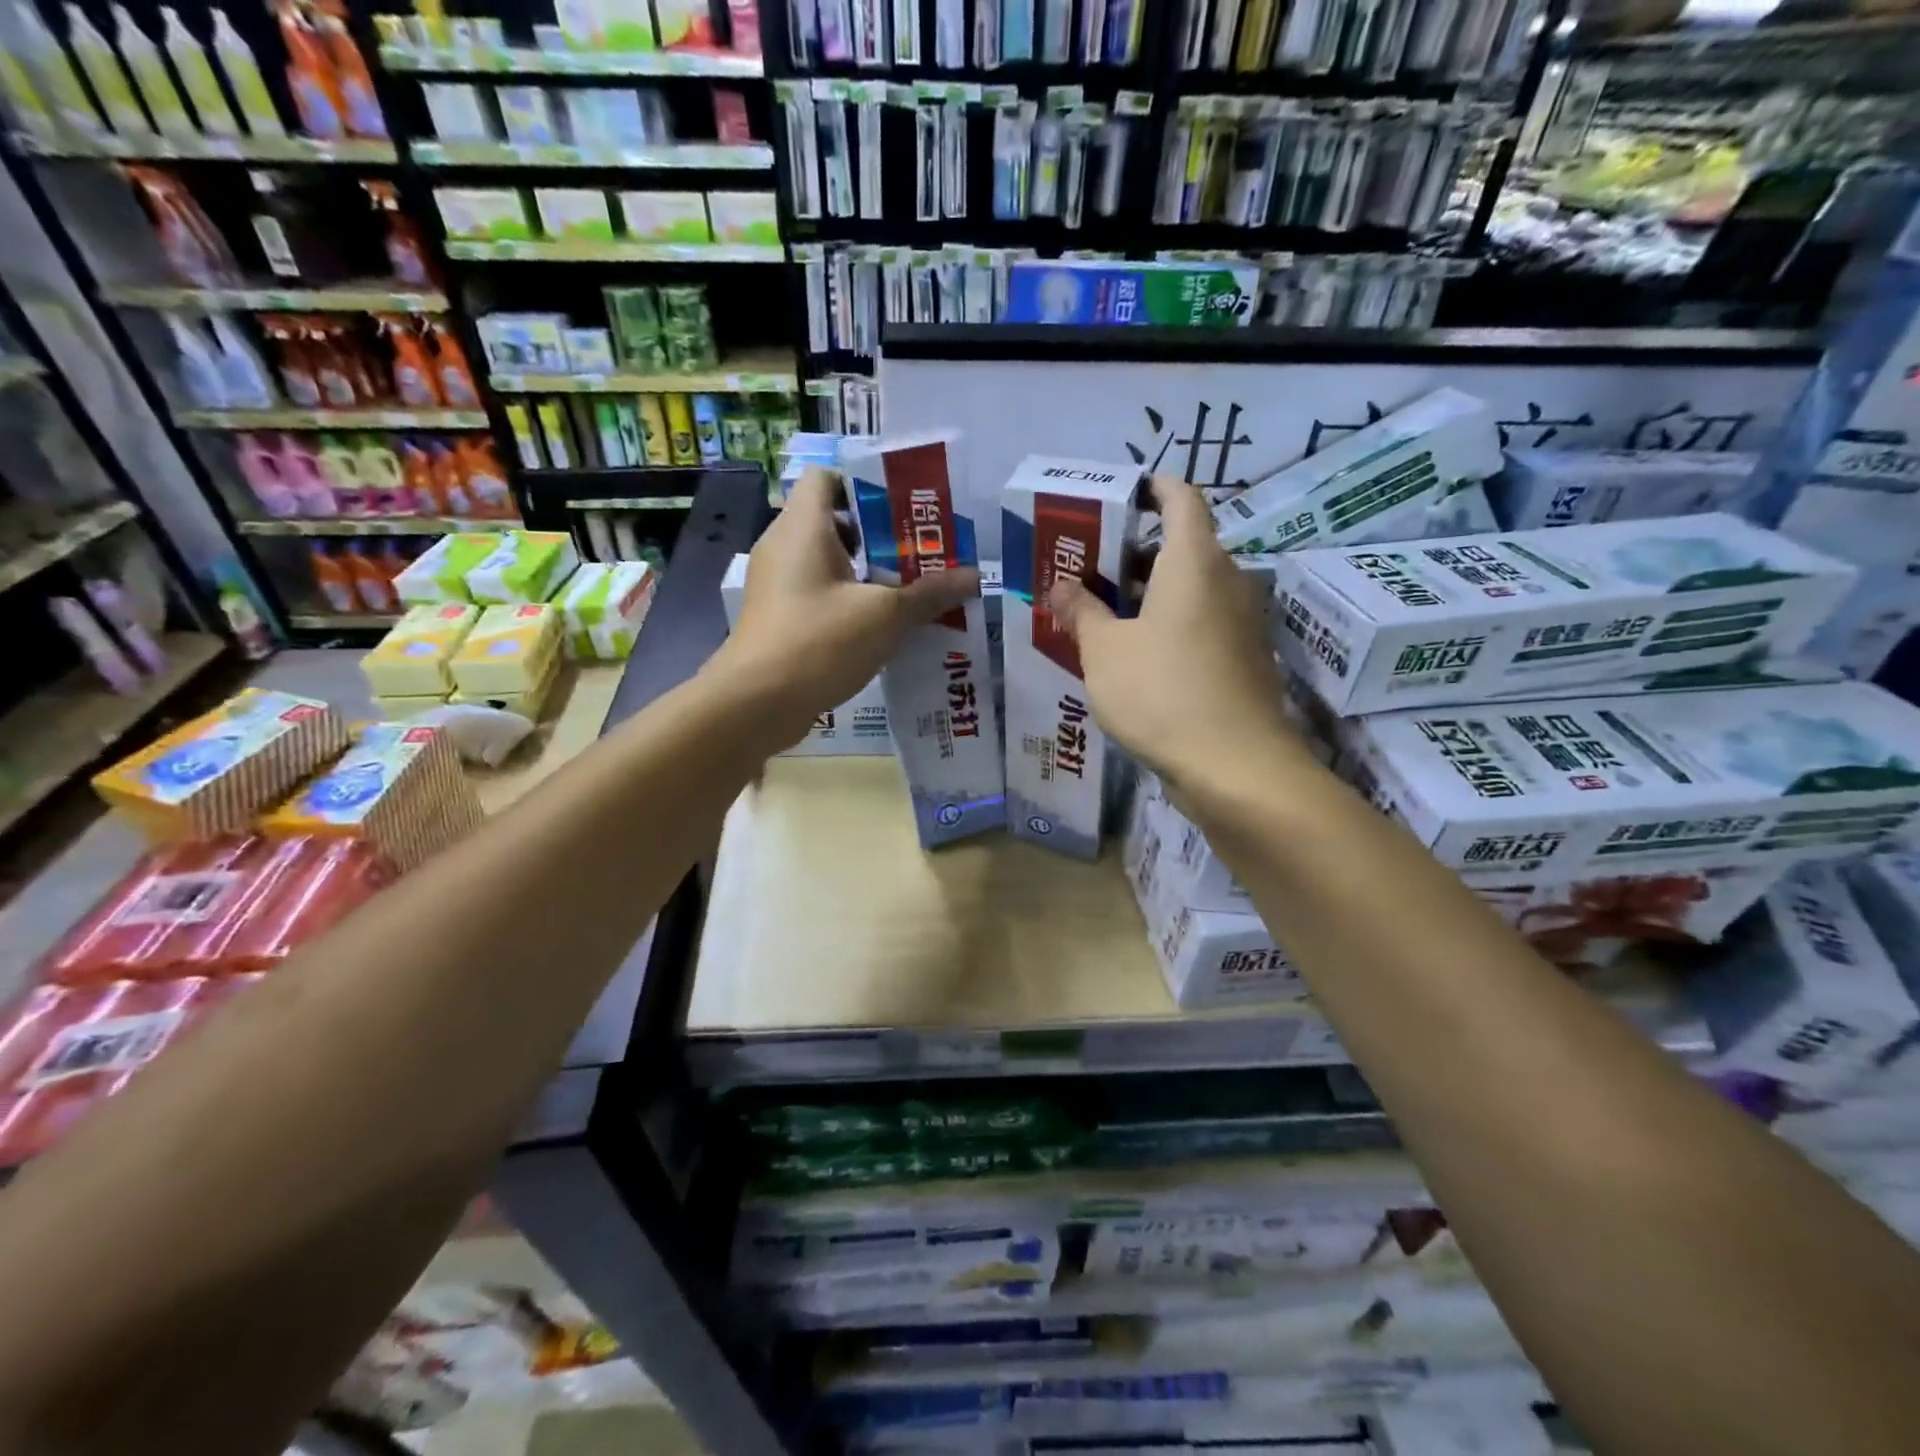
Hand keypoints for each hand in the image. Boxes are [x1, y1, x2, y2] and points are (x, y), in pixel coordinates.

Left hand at [710, 466, 977, 747]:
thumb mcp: (884, 616)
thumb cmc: (819, 641)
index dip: (865, 485)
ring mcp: (778, 585)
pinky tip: (884, 626)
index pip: (827, 478)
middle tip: (924, 552)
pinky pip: (820, 595)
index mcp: (803, 527)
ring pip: (829, 564)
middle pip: (834, 522)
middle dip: (881, 536)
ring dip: (869, 574)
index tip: (905, 510)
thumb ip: (929, 593)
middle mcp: (784, 546)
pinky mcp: (780, 618)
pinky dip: (850, 602)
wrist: (756, 703)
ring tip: (913, 590)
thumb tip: (974, 577)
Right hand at [1051, 475, 1299, 793]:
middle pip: (1181, 546)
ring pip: (1190, 589)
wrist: (1236, 768)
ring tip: (1098, 614)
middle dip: (1132, 553)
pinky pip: (1201, 623)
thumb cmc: (1162, 693)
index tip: (1118, 497)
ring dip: (1147, 594)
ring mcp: (1241, 621)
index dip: (1151, 488)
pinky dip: (1168, 624)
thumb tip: (1062, 585)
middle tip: (1085, 569)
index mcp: (1194, 561)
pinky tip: (1132, 655)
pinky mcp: (1243, 658)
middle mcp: (1227, 580)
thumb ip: (1081, 611)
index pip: (1181, 497)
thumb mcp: (1104, 651)